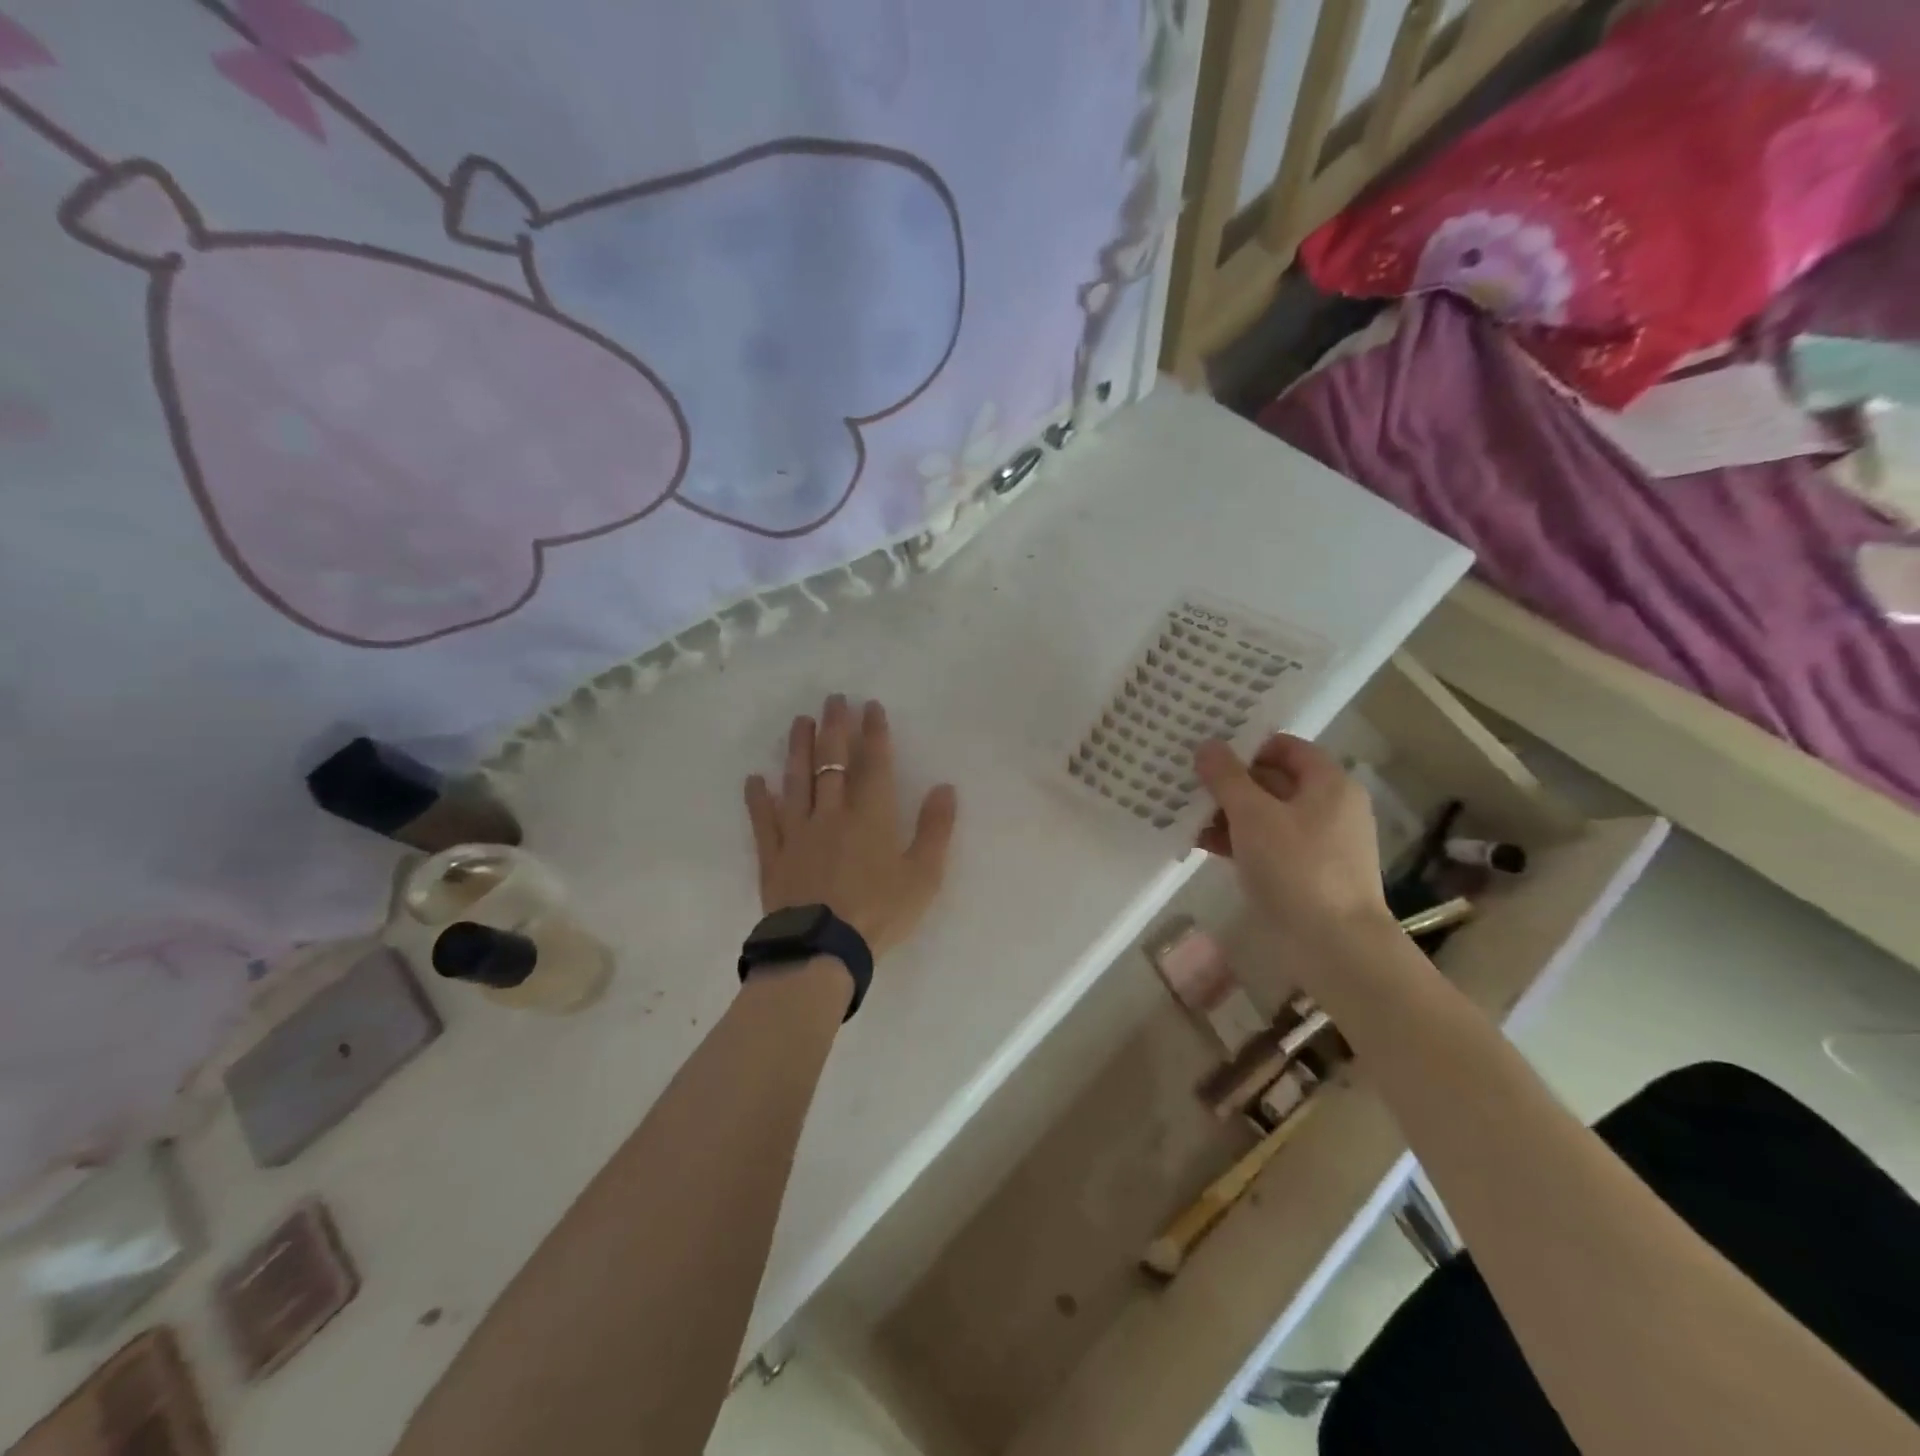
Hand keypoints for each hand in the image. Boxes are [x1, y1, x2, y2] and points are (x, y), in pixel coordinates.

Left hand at [744, 696, 957, 960]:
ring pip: (797, 780)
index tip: (870, 706)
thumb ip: (935, 829)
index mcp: (871, 816)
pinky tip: (754, 779)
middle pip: (832, 761)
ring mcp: (798, 832)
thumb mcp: (923, 876)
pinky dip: (758, 799)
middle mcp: (832, 813)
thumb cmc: (879, 912)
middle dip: (835, 727)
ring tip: (800, 721)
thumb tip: (945, 787)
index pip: (874, 763)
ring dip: (798, 749)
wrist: (823, 949)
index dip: (874, 733)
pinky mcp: (773, 856)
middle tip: (833, 699)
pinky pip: (763, 821)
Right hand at [1194, 734, 1391, 943]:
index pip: (1284, 746)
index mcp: (1329, 783)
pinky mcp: (1306, 872)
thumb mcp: (1253, 815)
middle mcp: (1329, 806)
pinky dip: (1238, 841)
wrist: (1334, 945)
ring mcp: (1319, 842)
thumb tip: (1207, 745)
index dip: (1245, 745)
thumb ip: (1227, 777)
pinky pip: (1267, 844)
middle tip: (1186, 781)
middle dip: (1229, 782)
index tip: (1207, 751)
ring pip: (1266, 815)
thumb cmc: (1296, 868)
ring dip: (1227, 813)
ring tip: (1183, 814)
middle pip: (1272, 780)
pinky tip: (1201, 844)